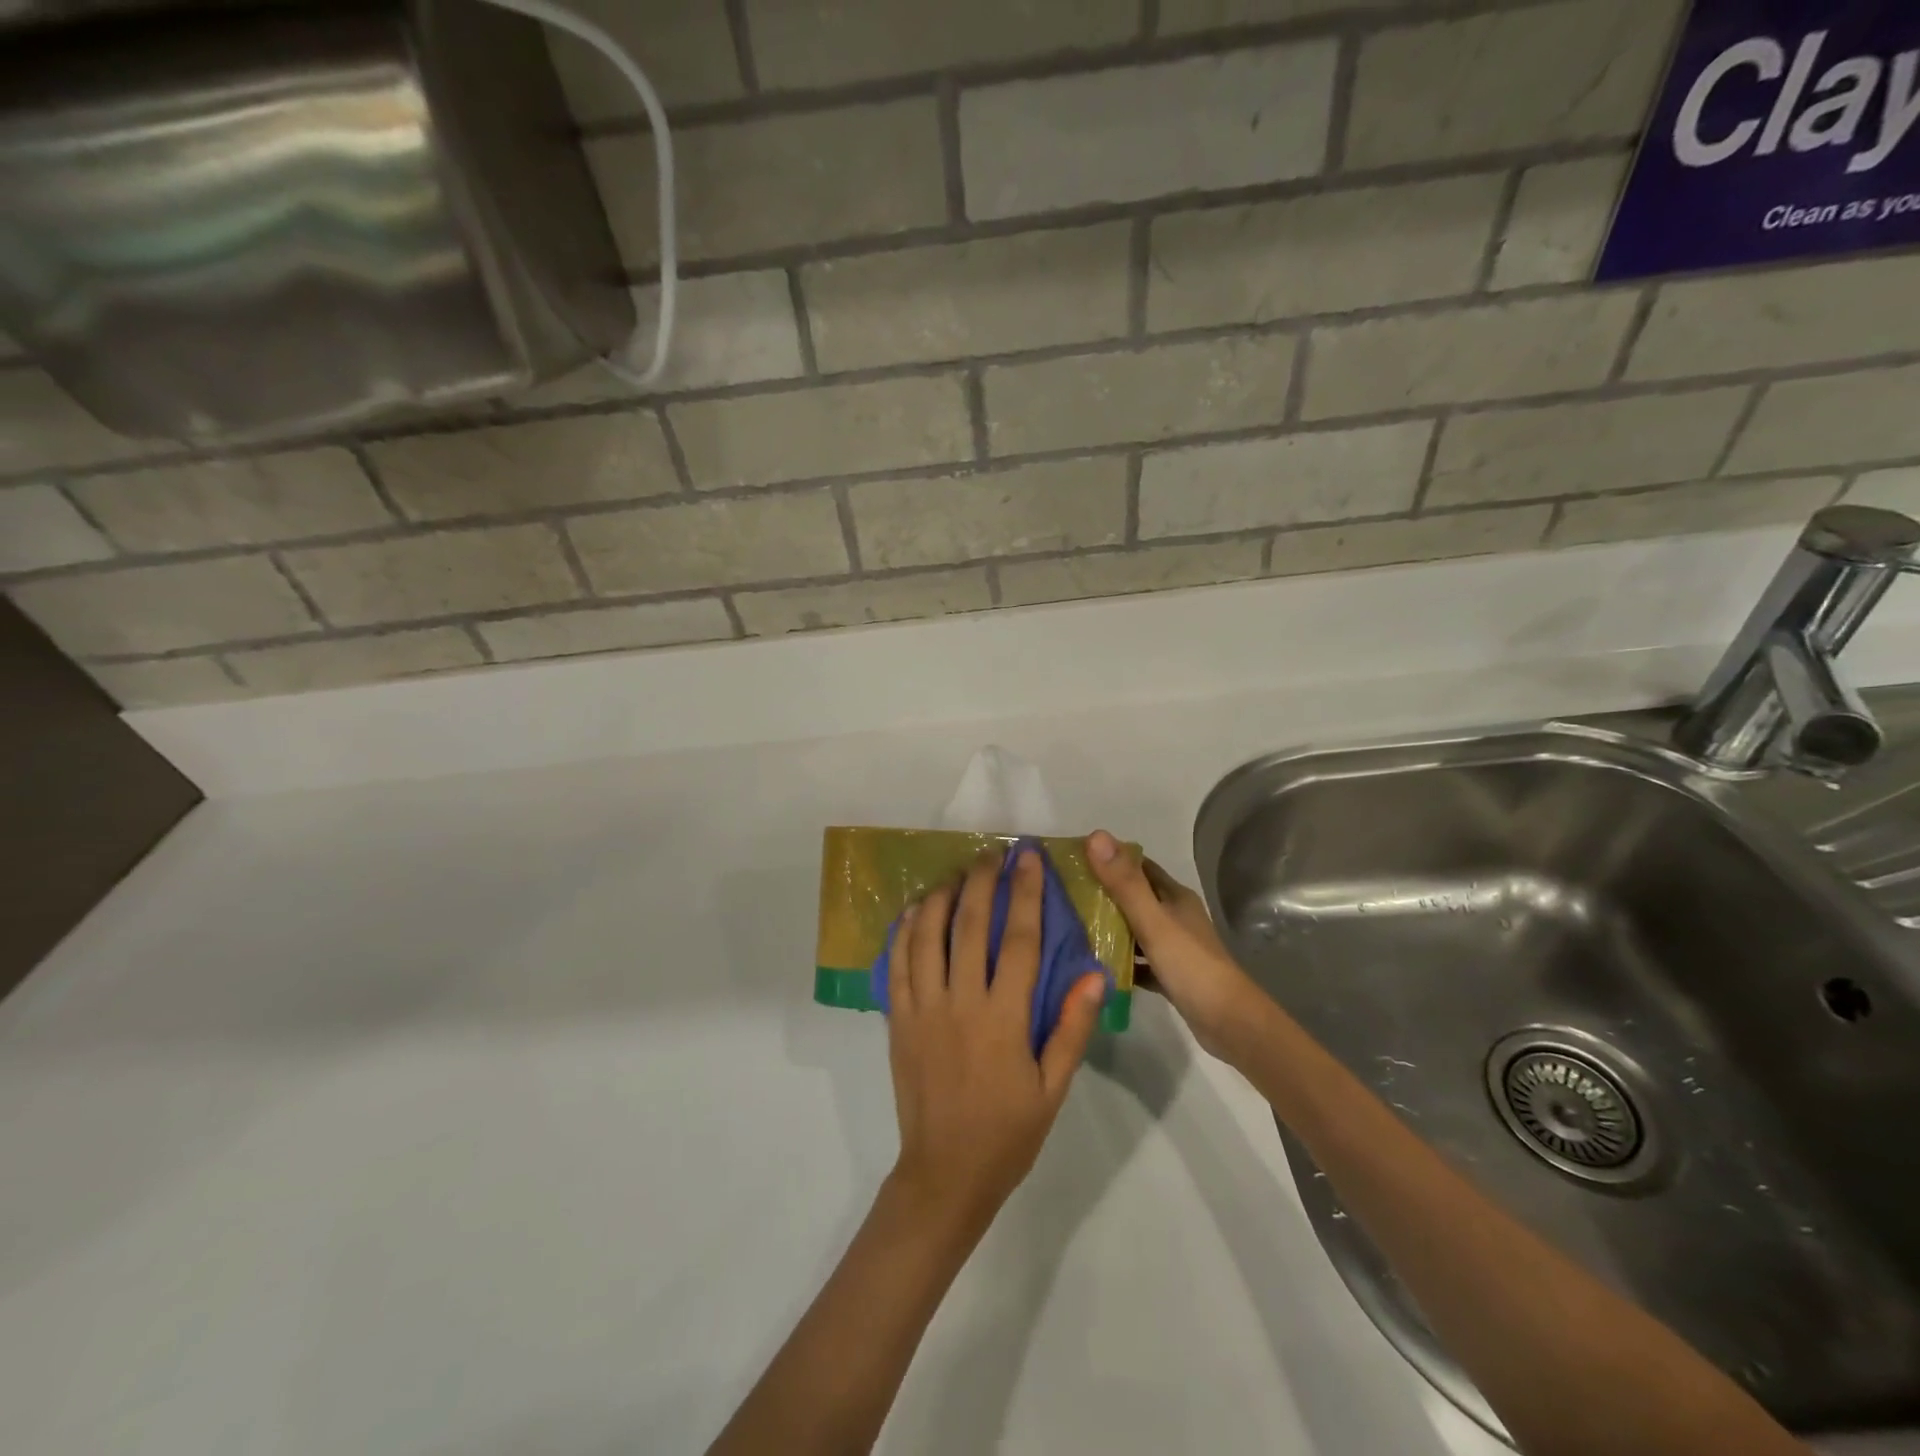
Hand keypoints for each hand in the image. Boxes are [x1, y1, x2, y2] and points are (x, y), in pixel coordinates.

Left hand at [884, 849, 1105, 1233]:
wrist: (945, 1174)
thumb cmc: (1008, 1133)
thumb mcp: (1053, 1088)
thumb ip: (1071, 1028)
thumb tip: (1095, 974)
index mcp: (1003, 1018)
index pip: (1018, 939)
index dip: (1025, 893)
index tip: (1029, 858)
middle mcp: (960, 1002)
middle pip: (970, 926)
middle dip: (982, 881)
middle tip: (991, 853)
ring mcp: (923, 1009)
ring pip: (926, 936)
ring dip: (940, 897)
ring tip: (955, 874)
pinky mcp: (898, 1020)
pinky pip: (897, 964)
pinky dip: (904, 932)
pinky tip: (913, 911)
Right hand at [1086, 830, 1261, 1058]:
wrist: (1230, 1024)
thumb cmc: (1191, 966)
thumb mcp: (1153, 922)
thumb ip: (1124, 883)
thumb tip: (1096, 835)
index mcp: (1174, 896)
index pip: (1137, 865)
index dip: (1107, 859)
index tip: (1073, 860)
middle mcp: (1175, 916)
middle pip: (1134, 896)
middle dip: (1102, 893)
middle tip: (1063, 896)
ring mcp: (1174, 946)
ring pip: (1134, 928)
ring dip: (1108, 927)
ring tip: (1070, 928)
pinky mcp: (1170, 974)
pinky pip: (1138, 960)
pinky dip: (1119, 960)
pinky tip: (1095, 966)